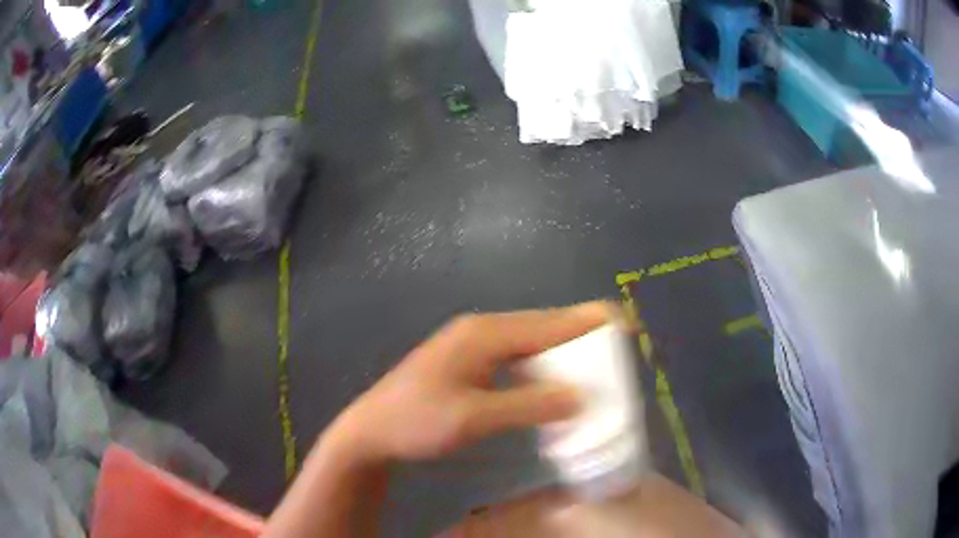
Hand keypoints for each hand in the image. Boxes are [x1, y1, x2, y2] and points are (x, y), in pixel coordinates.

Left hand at [327, 302, 615, 462]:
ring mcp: (473, 344)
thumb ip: (527, 406)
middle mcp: (481, 330)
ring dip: (562, 349)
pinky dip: (542, 363)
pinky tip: (554, 378)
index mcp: (483, 335)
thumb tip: (580, 395)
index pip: (548, 324)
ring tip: (596, 359)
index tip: (624, 321)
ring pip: (530, 340)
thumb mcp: (472, 418)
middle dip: (581, 333)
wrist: (371, 431)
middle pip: (542, 326)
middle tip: (618, 345)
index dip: (588, 322)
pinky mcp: (469, 361)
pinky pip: (517, 355)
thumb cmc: (415, 422)